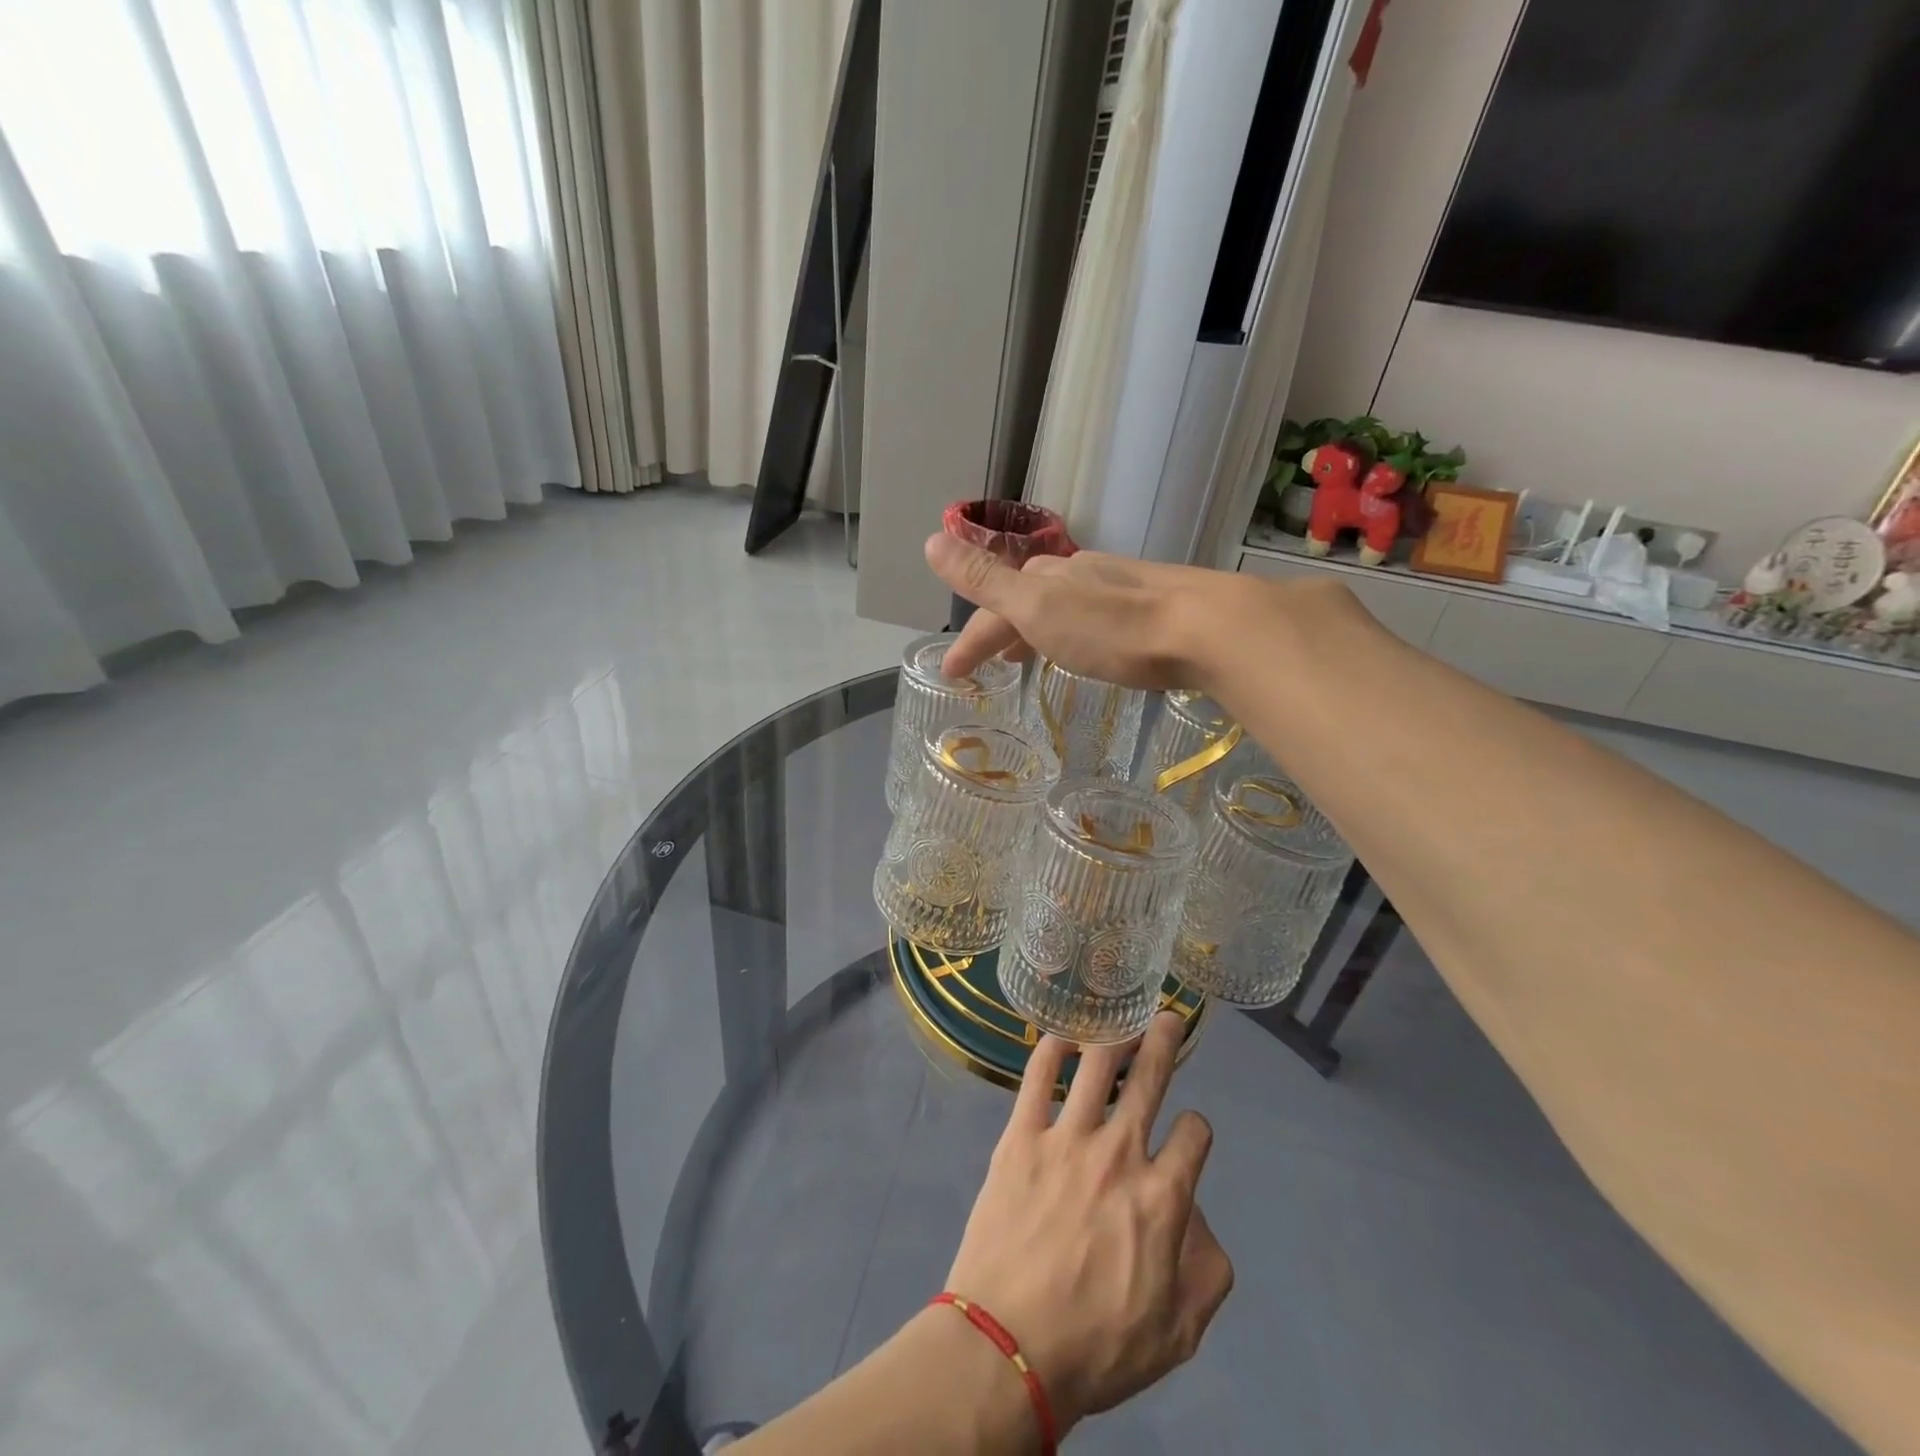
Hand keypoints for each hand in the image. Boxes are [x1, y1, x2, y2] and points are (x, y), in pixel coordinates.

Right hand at [924, 533, 1243, 689]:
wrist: (1206, 628)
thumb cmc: (1112, 627)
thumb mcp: (1037, 606)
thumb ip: (985, 578)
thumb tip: (931, 540)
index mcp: (1046, 577)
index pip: (993, 608)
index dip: (970, 640)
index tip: (952, 674)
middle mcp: (1079, 574)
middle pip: (1026, 601)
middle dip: (999, 631)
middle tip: (986, 666)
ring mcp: (1117, 587)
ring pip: (1061, 606)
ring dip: (1035, 630)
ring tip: (1027, 659)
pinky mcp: (1151, 607)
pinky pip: (1093, 616)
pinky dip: (1072, 633)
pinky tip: (1086, 648)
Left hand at [940, 1013, 1235, 1435]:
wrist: (1008, 1347)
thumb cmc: (1097, 1348)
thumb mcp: (1179, 1333)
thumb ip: (1206, 1269)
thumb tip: (1196, 1214)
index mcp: (1163, 1197)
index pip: (1195, 1135)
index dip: (1197, 1129)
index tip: (1189, 1134)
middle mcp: (1120, 1154)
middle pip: (1150, 1080)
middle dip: (1164, 1042)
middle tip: (1169, 1018)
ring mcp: (1067, 1139)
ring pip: (1098, 1066)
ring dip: (1115, 1036)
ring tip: (1122, 1020)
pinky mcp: (1021, 1136)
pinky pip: (1038, 1077)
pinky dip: (1052, 1049)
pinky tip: (1061, 1036)